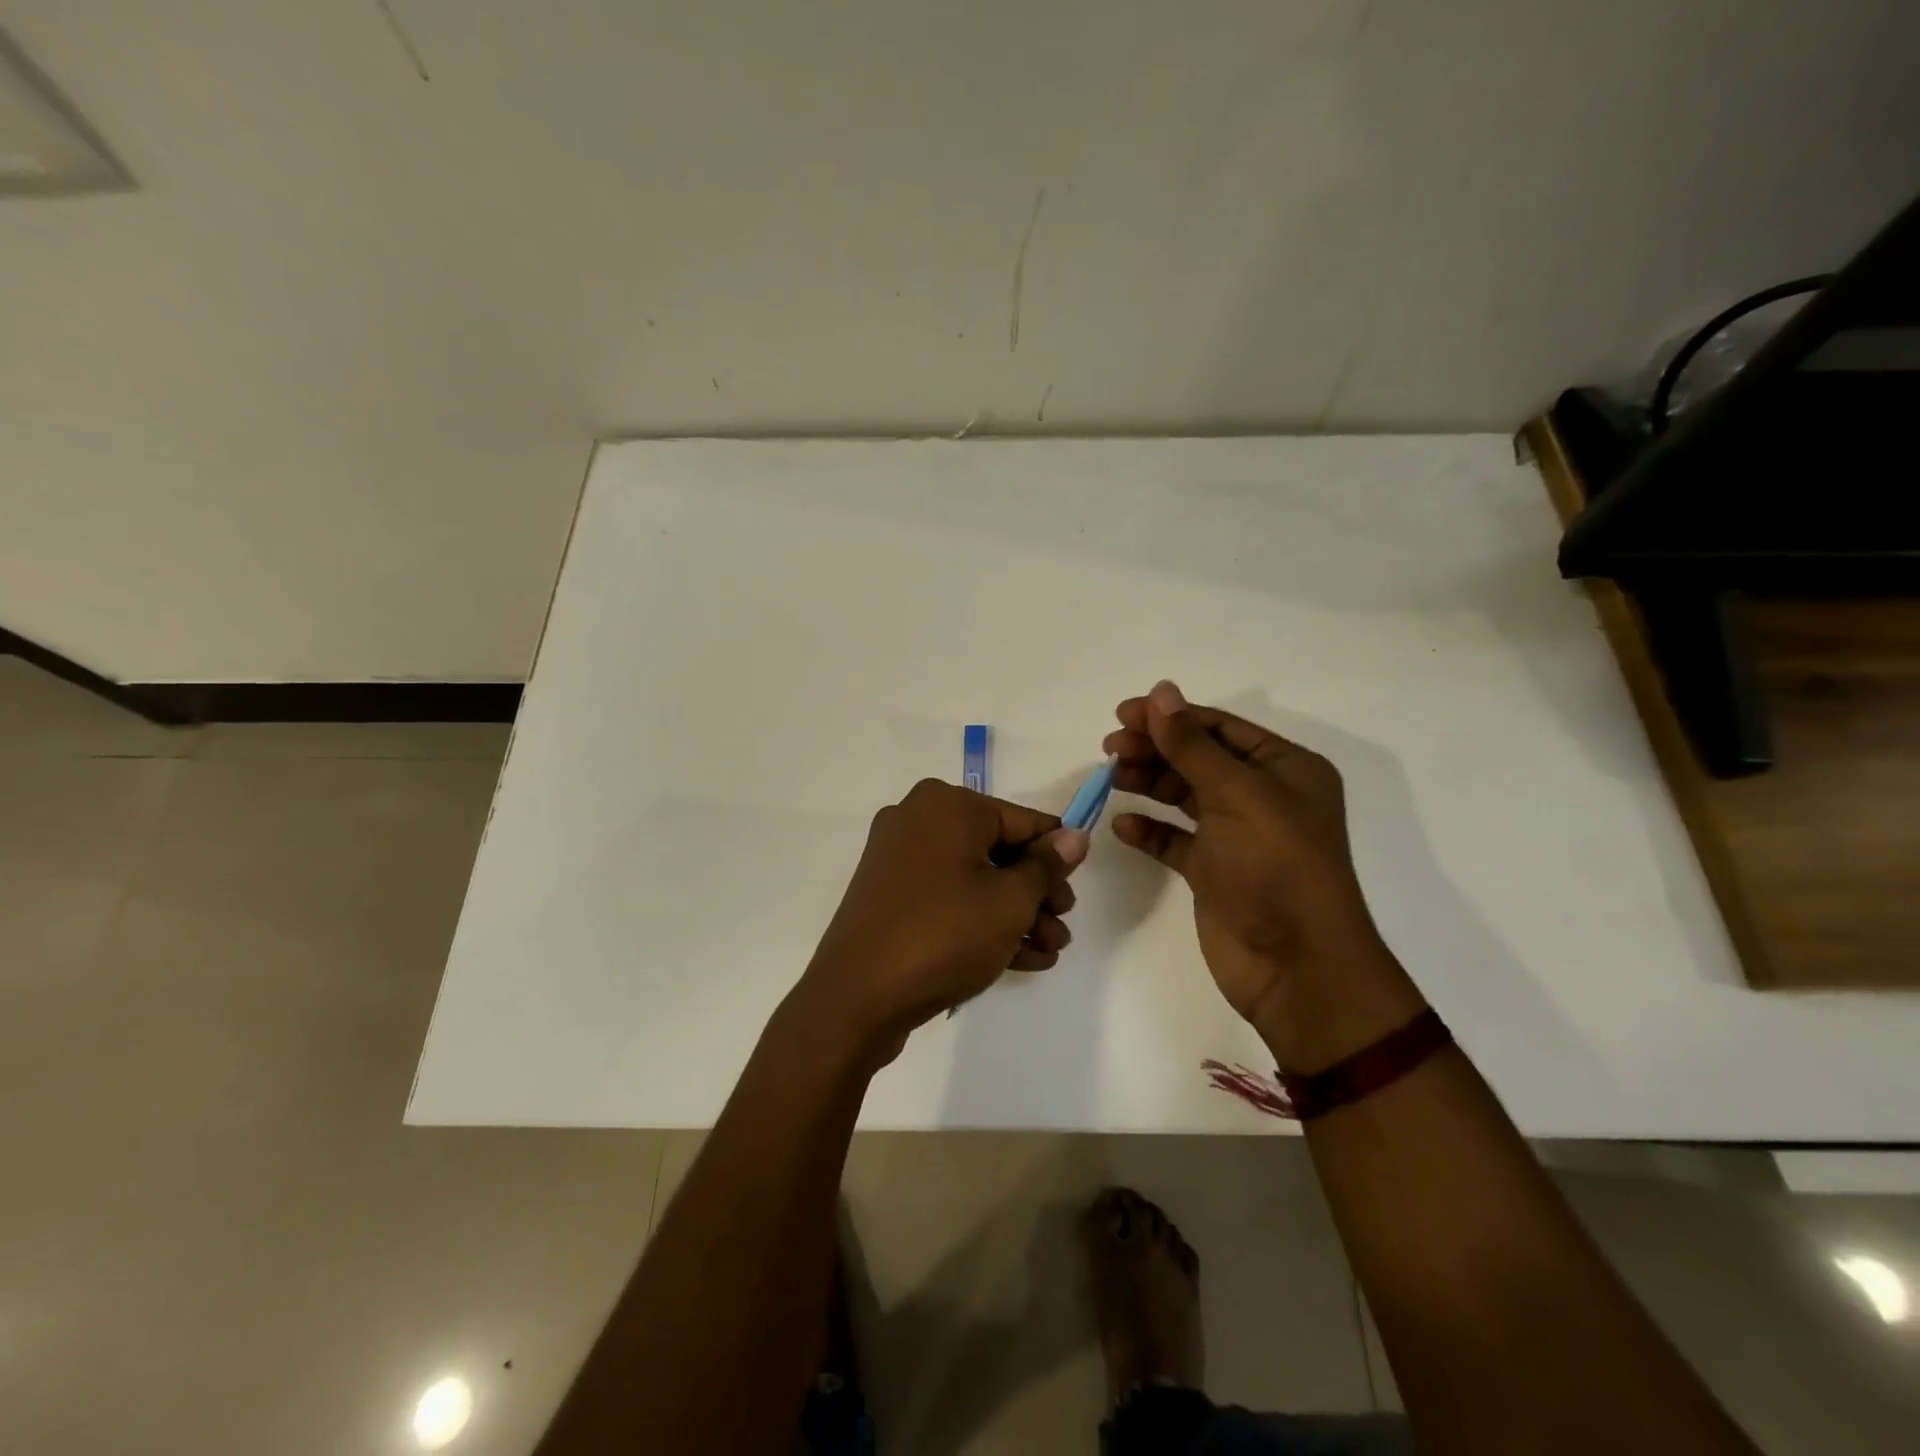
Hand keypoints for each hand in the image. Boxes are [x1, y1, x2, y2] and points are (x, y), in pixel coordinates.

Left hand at [795, 779, 1087, 1066]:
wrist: (857, 997)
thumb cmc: (944, 934)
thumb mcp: (1010, 901)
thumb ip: (1046, 866)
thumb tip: (1074, 837)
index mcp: (947, 805)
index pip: (1022, 820)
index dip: (1057, 855)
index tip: (1078, 886)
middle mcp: (919, 819)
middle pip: (997, 850)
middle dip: (1036, 893)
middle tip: (1062, 927)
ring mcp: (898, 858)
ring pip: (973, 879)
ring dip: (1015, 914)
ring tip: (1048, 951)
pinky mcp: (888, 895)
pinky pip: (947, 898)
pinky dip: (981, 921)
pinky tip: (1020, 959)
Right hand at [1105, 681, 1425, 1070]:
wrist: (1296, 966)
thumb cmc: (1276, 867)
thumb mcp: (1237, 795)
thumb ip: (1192, 745)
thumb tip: (1161, 691)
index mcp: (1285, 769)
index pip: (1220, 728)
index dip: (1172, 716)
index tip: (1123, 714)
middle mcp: (1263, 797)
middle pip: (1198, 758)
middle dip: (1156, 748)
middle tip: (1110, 748)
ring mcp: (1237, 835)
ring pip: (1184, 795)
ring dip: (1149, 782)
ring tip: (1112, 777)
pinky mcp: (1214, 871)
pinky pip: (1175, 839)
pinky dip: (1149, 829)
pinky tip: (1124, 825)